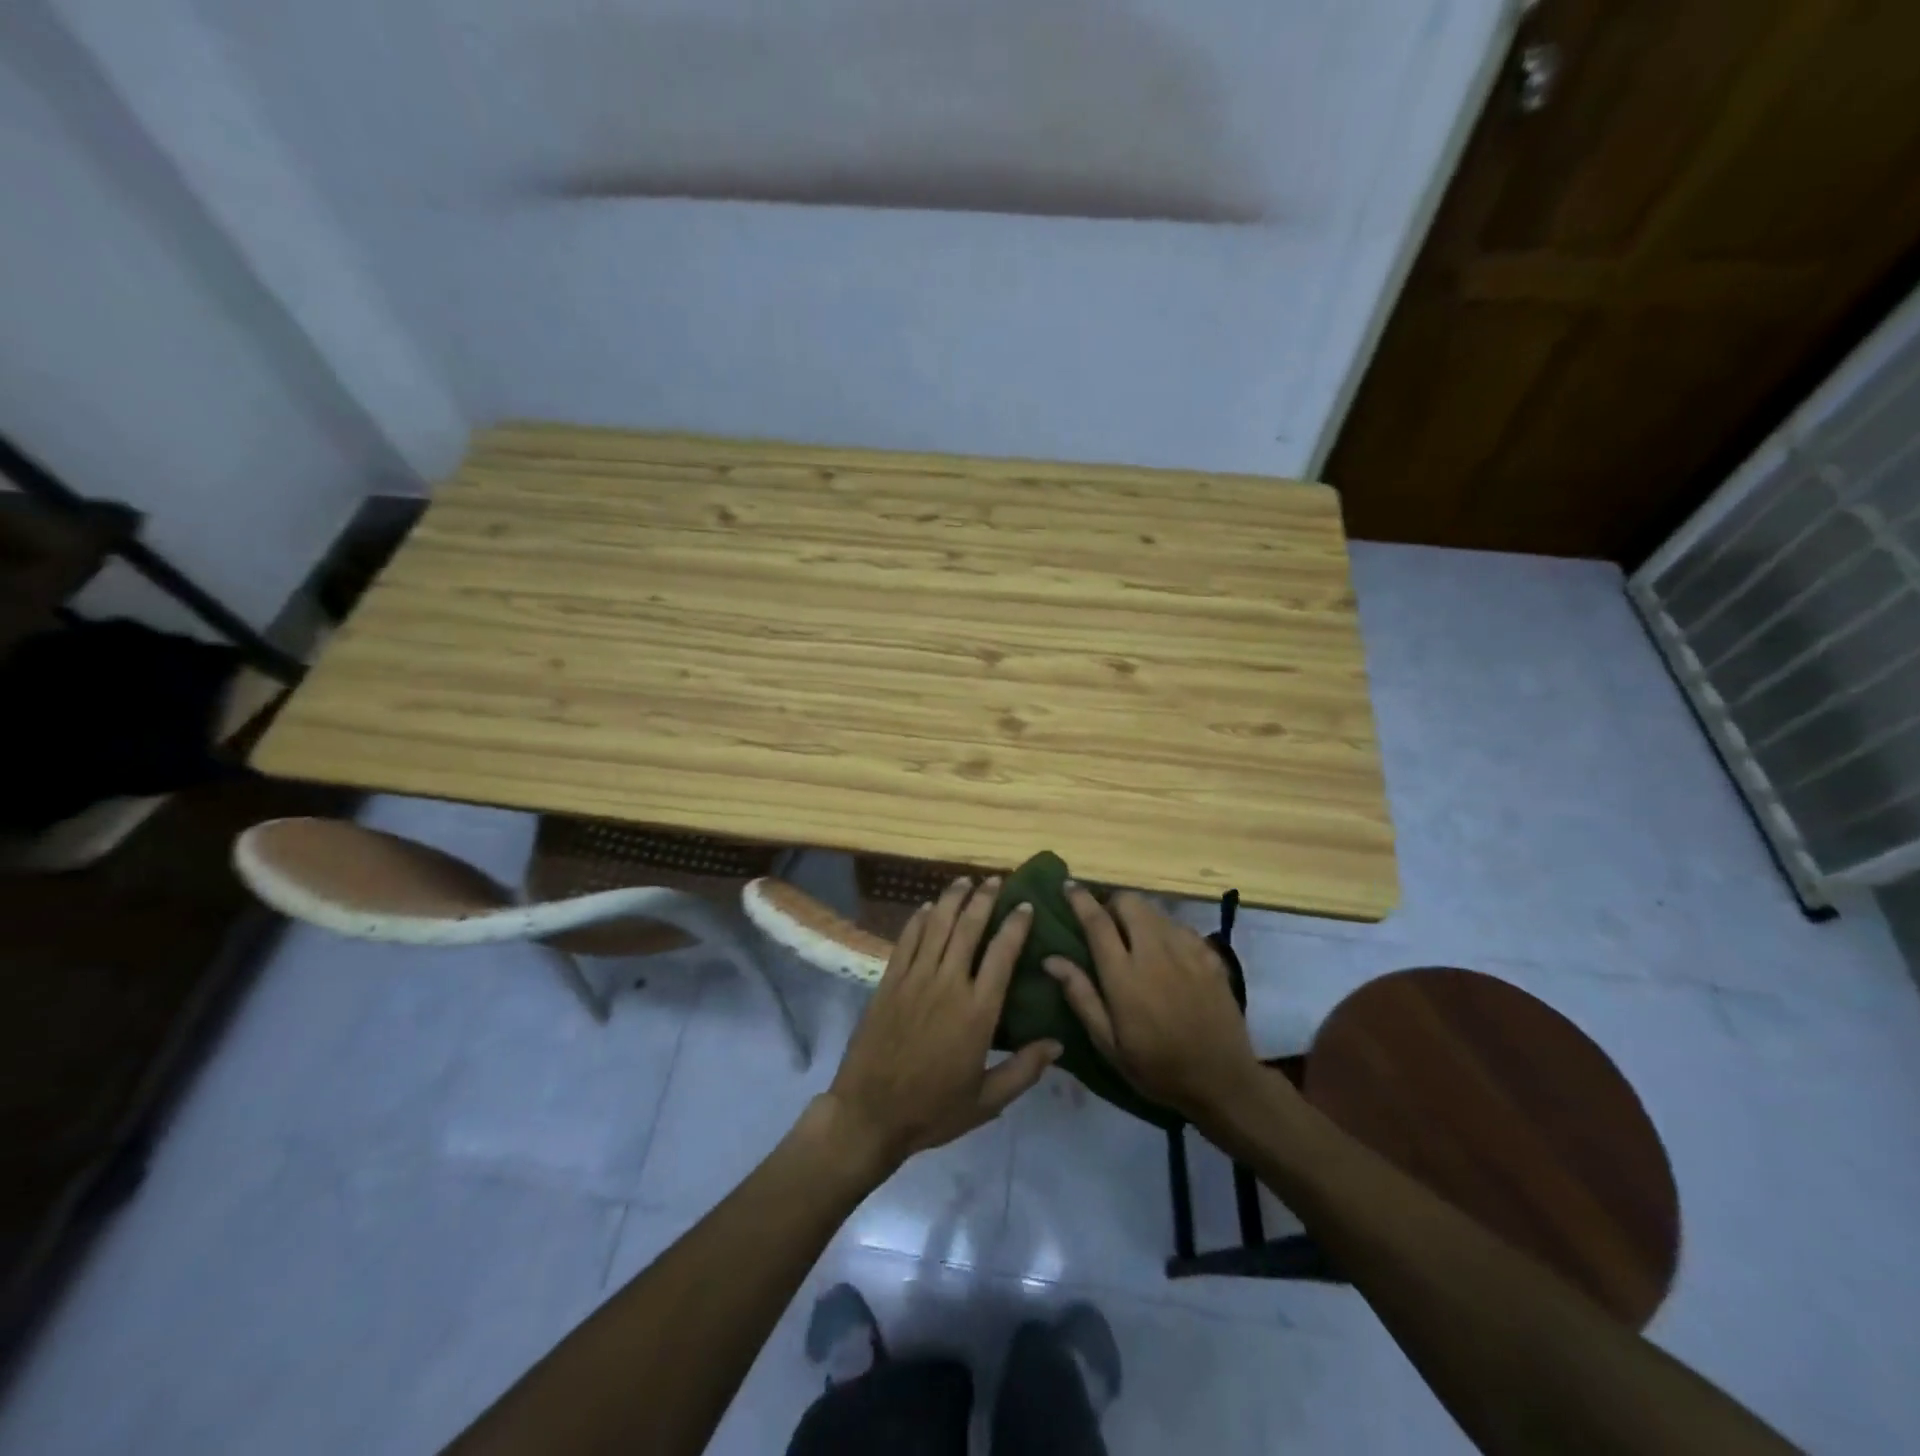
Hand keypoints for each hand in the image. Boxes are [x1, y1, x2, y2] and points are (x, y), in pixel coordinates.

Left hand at [820, 876, 1060, 1172]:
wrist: (869, 1114)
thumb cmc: (933, 1110)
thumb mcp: (987, 1101)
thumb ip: (1024, 1070)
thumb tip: (1058, 1043)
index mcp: (977, 1011)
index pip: (1002, 954)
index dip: (1015, 925)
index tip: (1025, 905)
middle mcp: (948, 984)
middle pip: (968, 928)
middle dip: (984, 899)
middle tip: (995, 880)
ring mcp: (915, 979)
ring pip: (937, 926)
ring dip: (952, 899)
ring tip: (965, 880)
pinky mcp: (889, 982)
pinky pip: (907, 940)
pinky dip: (919, 919)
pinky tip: (928, 907)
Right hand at [1042, 885, 1271, 1123]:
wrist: (1223, 1082)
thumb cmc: (1157, 1068)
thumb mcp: (1109, 1043)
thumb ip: (1081, 996)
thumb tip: (1051, 960)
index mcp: (1124, 975)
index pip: (1097, 921)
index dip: (1080, 899)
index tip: (1068, 886)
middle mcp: (1155, 952)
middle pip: (1130, 902)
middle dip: (1113, 904)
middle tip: (1106, 922)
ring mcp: (1187, 951)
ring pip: (1156, 911)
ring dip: (1139, 916)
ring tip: (1135, 938)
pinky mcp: (1211, 956)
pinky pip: (1181, 927)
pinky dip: (1166, 931)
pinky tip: (1167, 955)